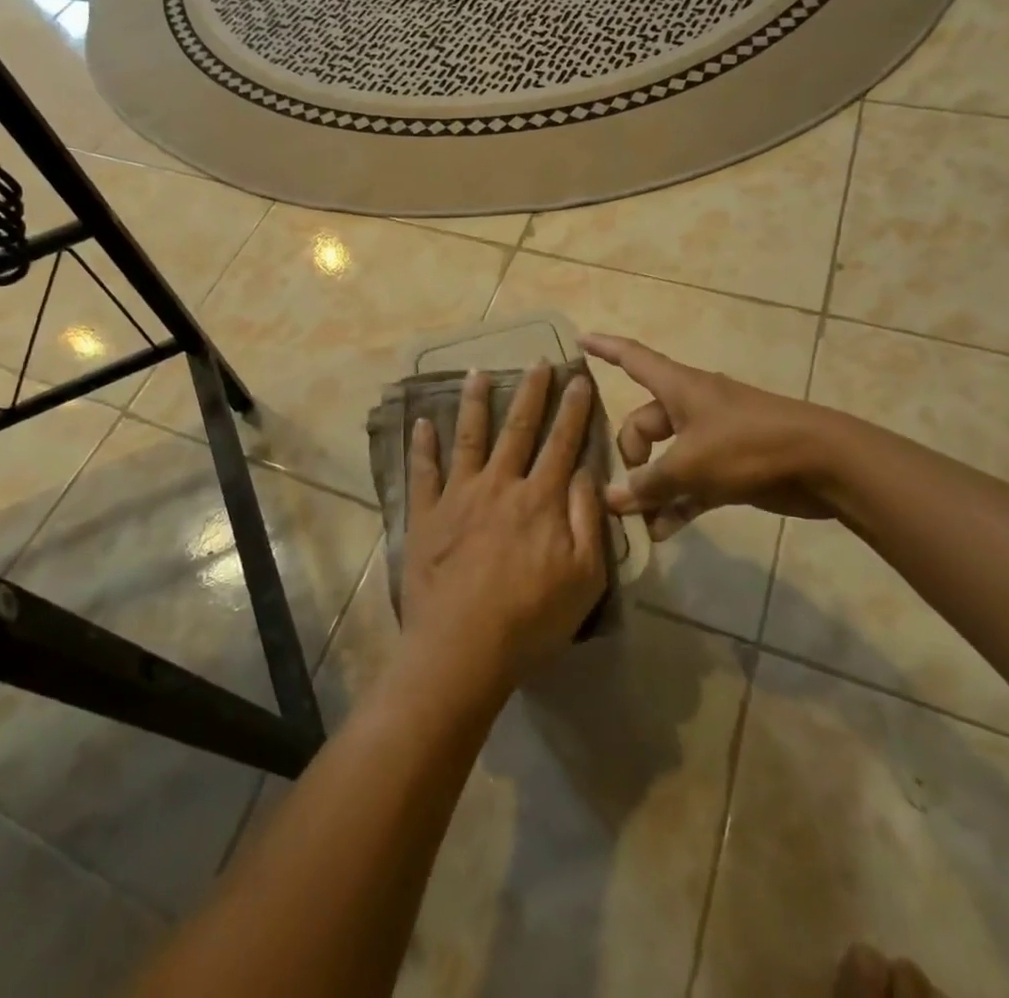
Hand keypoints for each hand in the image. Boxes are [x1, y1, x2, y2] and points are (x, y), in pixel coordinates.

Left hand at [402, 364, 607, 694]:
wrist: (462, 647)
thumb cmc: (531, 618)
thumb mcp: (584, 576)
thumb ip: (587, 519)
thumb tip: (586, 472)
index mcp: (540, 499)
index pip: (562, 443)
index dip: (574, 409)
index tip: (580, 378)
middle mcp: (499, 485)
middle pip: (518, 429)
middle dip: (531, 392)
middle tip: (539, 361)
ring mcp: (458, 496)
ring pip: (468, 437)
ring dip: (474, 402)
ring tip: (478, 372)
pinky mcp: (426, 514)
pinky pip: (423, 471)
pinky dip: (422, 445)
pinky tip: (421, 422)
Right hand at [581, 333, 841, 538]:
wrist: (822, 464)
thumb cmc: (749, 446)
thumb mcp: (691, 464)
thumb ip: (649, 483)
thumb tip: (611, 498)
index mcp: (679, 388)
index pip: (632, 358)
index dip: (605, 348)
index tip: (579, 340)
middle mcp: (690, 408)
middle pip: (643, 424)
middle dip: (629, 456)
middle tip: (622, 491)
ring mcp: (711, 438)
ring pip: (666, 459)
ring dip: (651, 488)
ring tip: (633, 520)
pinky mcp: (729, 468)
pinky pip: (691, 484)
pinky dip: (677, 504)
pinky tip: (661, 533)